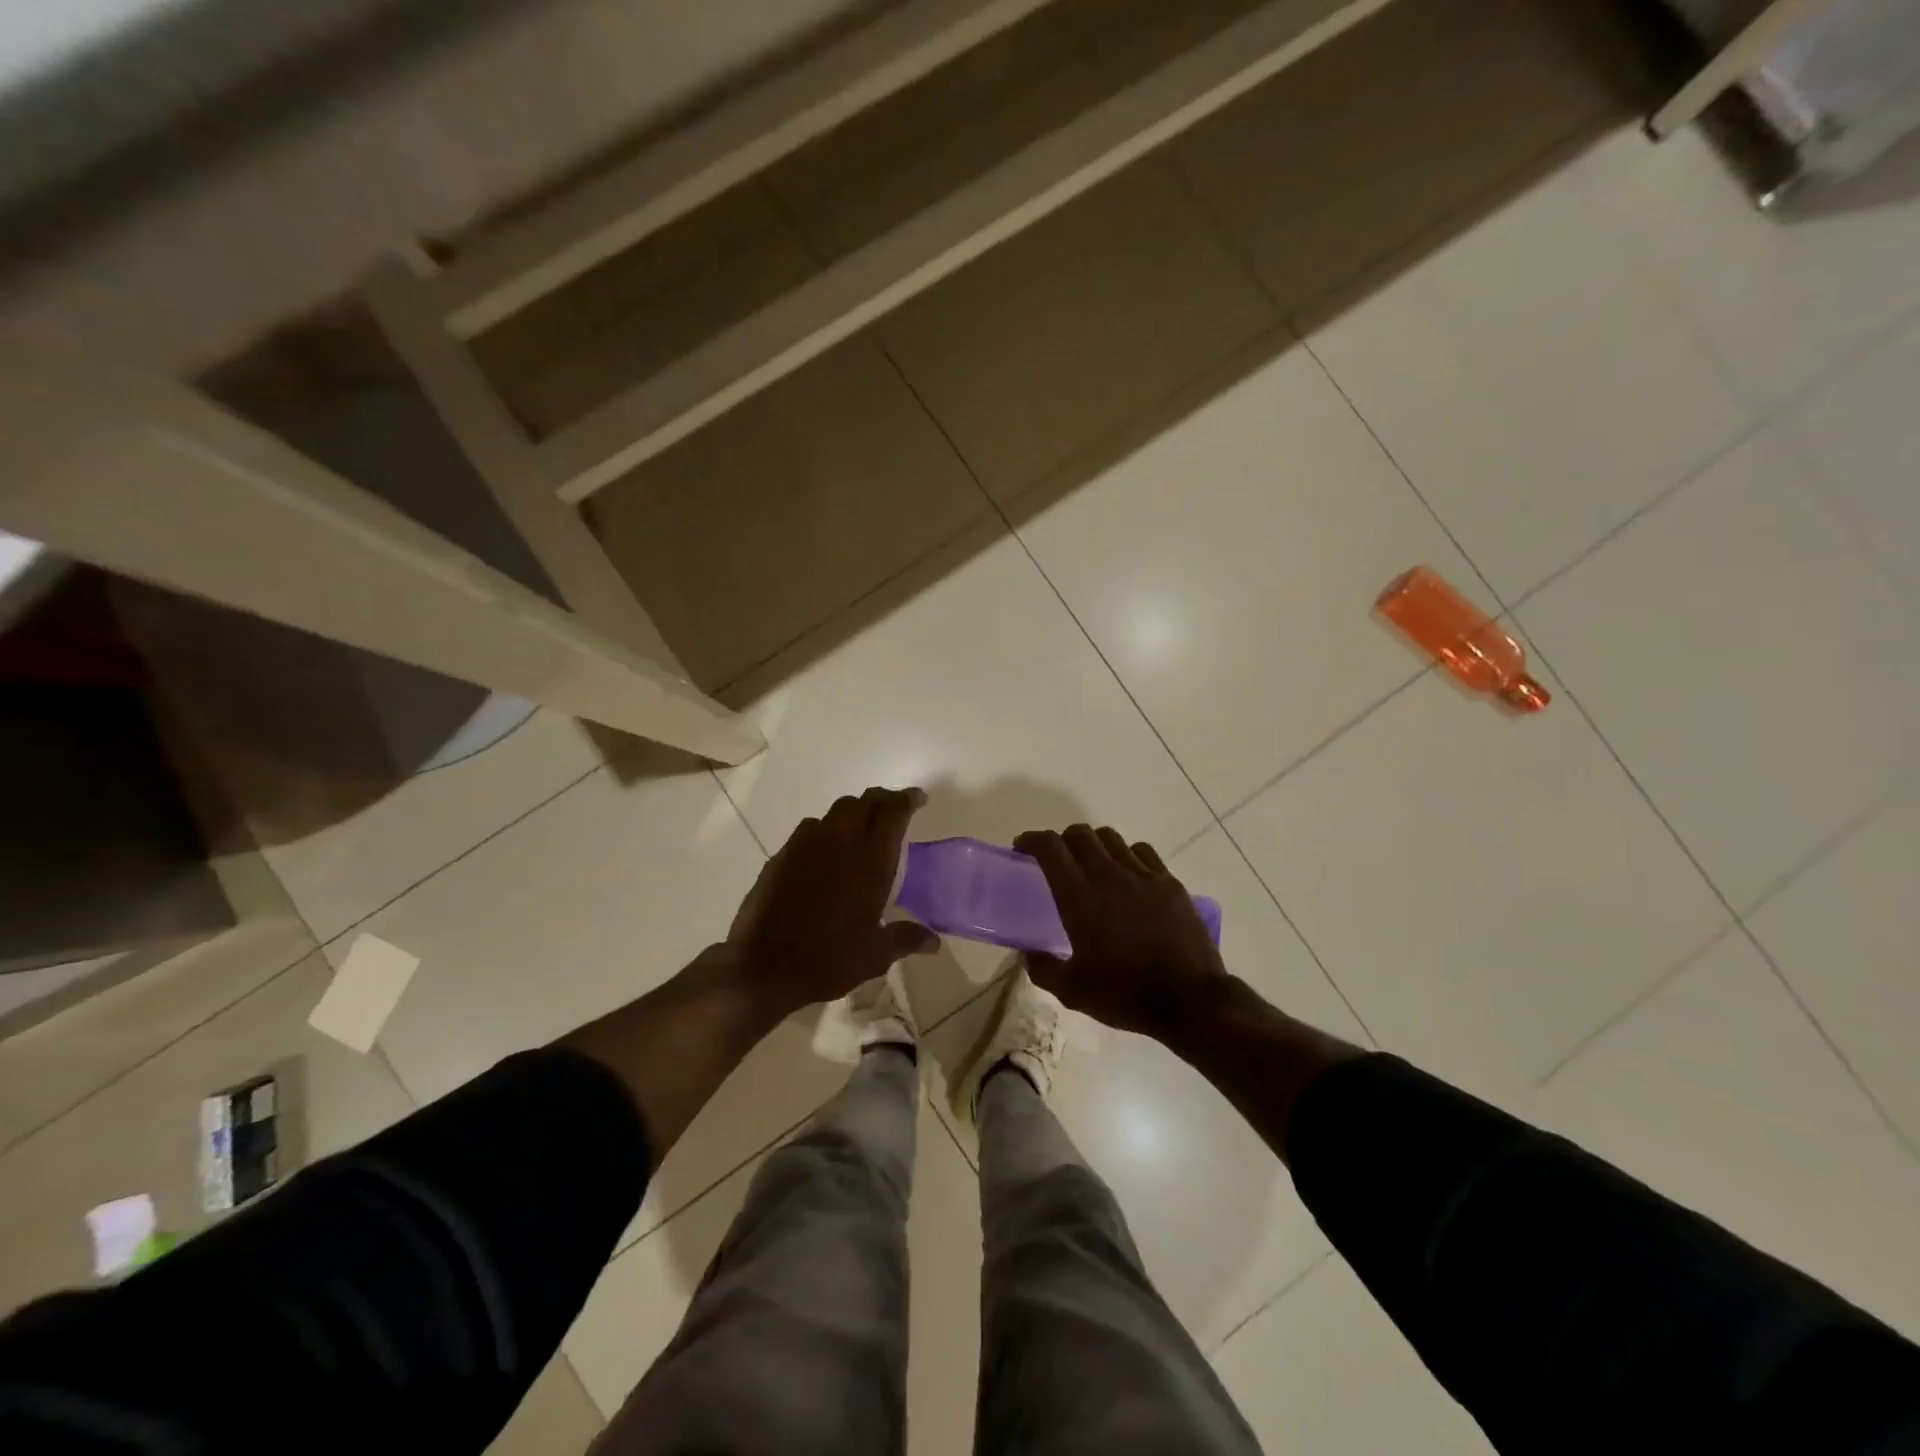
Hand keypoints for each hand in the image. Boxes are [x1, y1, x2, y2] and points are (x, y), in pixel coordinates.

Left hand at [724, 786, 939, 1017]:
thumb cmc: (828, 959)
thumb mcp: (875, 955)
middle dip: (882, 799)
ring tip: (860, 828)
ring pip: (836, 810)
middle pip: (864, 801)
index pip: (893, 812)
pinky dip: (825, 830)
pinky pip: (809, 829)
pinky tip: (825, 852)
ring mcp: (806, 845)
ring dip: (853, 812)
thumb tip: (934, 942)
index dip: (908, 800)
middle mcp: (840, 842)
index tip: (918, 799)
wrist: (763, 967)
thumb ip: (906, 939)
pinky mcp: (782, 855)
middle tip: (893, 809)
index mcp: (870, 861)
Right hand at [1014, 824, 1228, 1037]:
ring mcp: (1143, 875)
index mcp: (1079, 897)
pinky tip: (1128, 875)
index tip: (1023, 848)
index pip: (1050, 848)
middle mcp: (1109, 875)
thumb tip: (1029, 954)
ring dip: (1094, 844)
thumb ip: (1044, 969)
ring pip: (1111, 838)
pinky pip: (1142, 852)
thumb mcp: (1073, 992)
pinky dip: (1127, 855)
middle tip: (1057, 859)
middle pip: (1080, 834)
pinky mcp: (1169, 883)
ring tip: (1092, 864)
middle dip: (1062, 840)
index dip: (1032, 840)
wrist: (1190, 1000)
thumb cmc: (1125, 994)